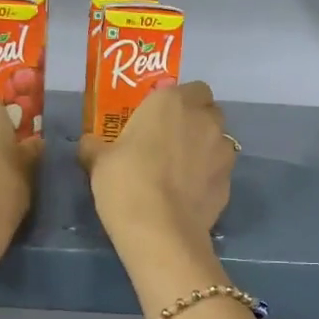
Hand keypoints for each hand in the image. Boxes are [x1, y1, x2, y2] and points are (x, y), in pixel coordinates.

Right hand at [79, 81, 233, 258]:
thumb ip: (95, 146)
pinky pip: (219, 172)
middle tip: (169, 142)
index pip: (192, 88)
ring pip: (218, 141)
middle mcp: (204, 120)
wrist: (159, 230)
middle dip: (195, 122)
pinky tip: (188, 195)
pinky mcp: (229, 183)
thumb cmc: (125, 181)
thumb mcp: (98, 161)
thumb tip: (89, 144)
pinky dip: (208, 178)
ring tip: (181, 172)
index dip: (179, 101)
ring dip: (205, 149)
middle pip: (209, 112)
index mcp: (172, 102)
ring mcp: (222, 152)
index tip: (160, 118)